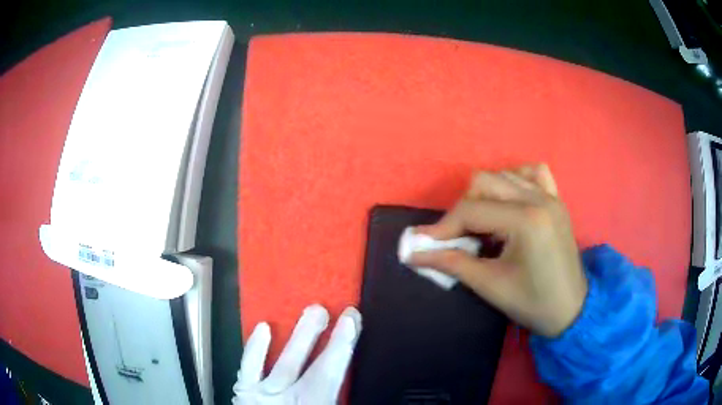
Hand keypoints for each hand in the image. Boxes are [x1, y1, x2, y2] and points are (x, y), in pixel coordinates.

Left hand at [232, 305, 361, 403]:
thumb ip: (335, 396)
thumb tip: (347, 383)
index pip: (334, 376)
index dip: (345, 348)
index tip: (354, 321)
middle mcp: (292, 401)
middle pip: (318, 372)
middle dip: (333, 343)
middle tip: (344, 314)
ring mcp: (265, 396)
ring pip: (286, 366)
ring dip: (302, 338)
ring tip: (315, 311)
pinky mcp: (244, 393)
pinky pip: (248, 370)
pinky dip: (254, 350)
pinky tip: (263, 327)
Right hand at [411, 164, 586, 337]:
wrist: (571, 309)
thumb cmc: (532, 302)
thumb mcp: (490, 285)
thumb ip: (451, 263)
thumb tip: (412, 254)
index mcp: (526, 220)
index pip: (471, 210)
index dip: (443, 226)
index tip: (425, 243)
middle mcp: (539, 198)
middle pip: (484, 181)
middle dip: (462, 209)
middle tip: (457, 238)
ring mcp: (550, 195)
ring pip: (503, 175)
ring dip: (485, 196)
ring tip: (484, 226)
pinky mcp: (556, 199)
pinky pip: (532, 173)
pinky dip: (514, 181)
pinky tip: (509, 203)